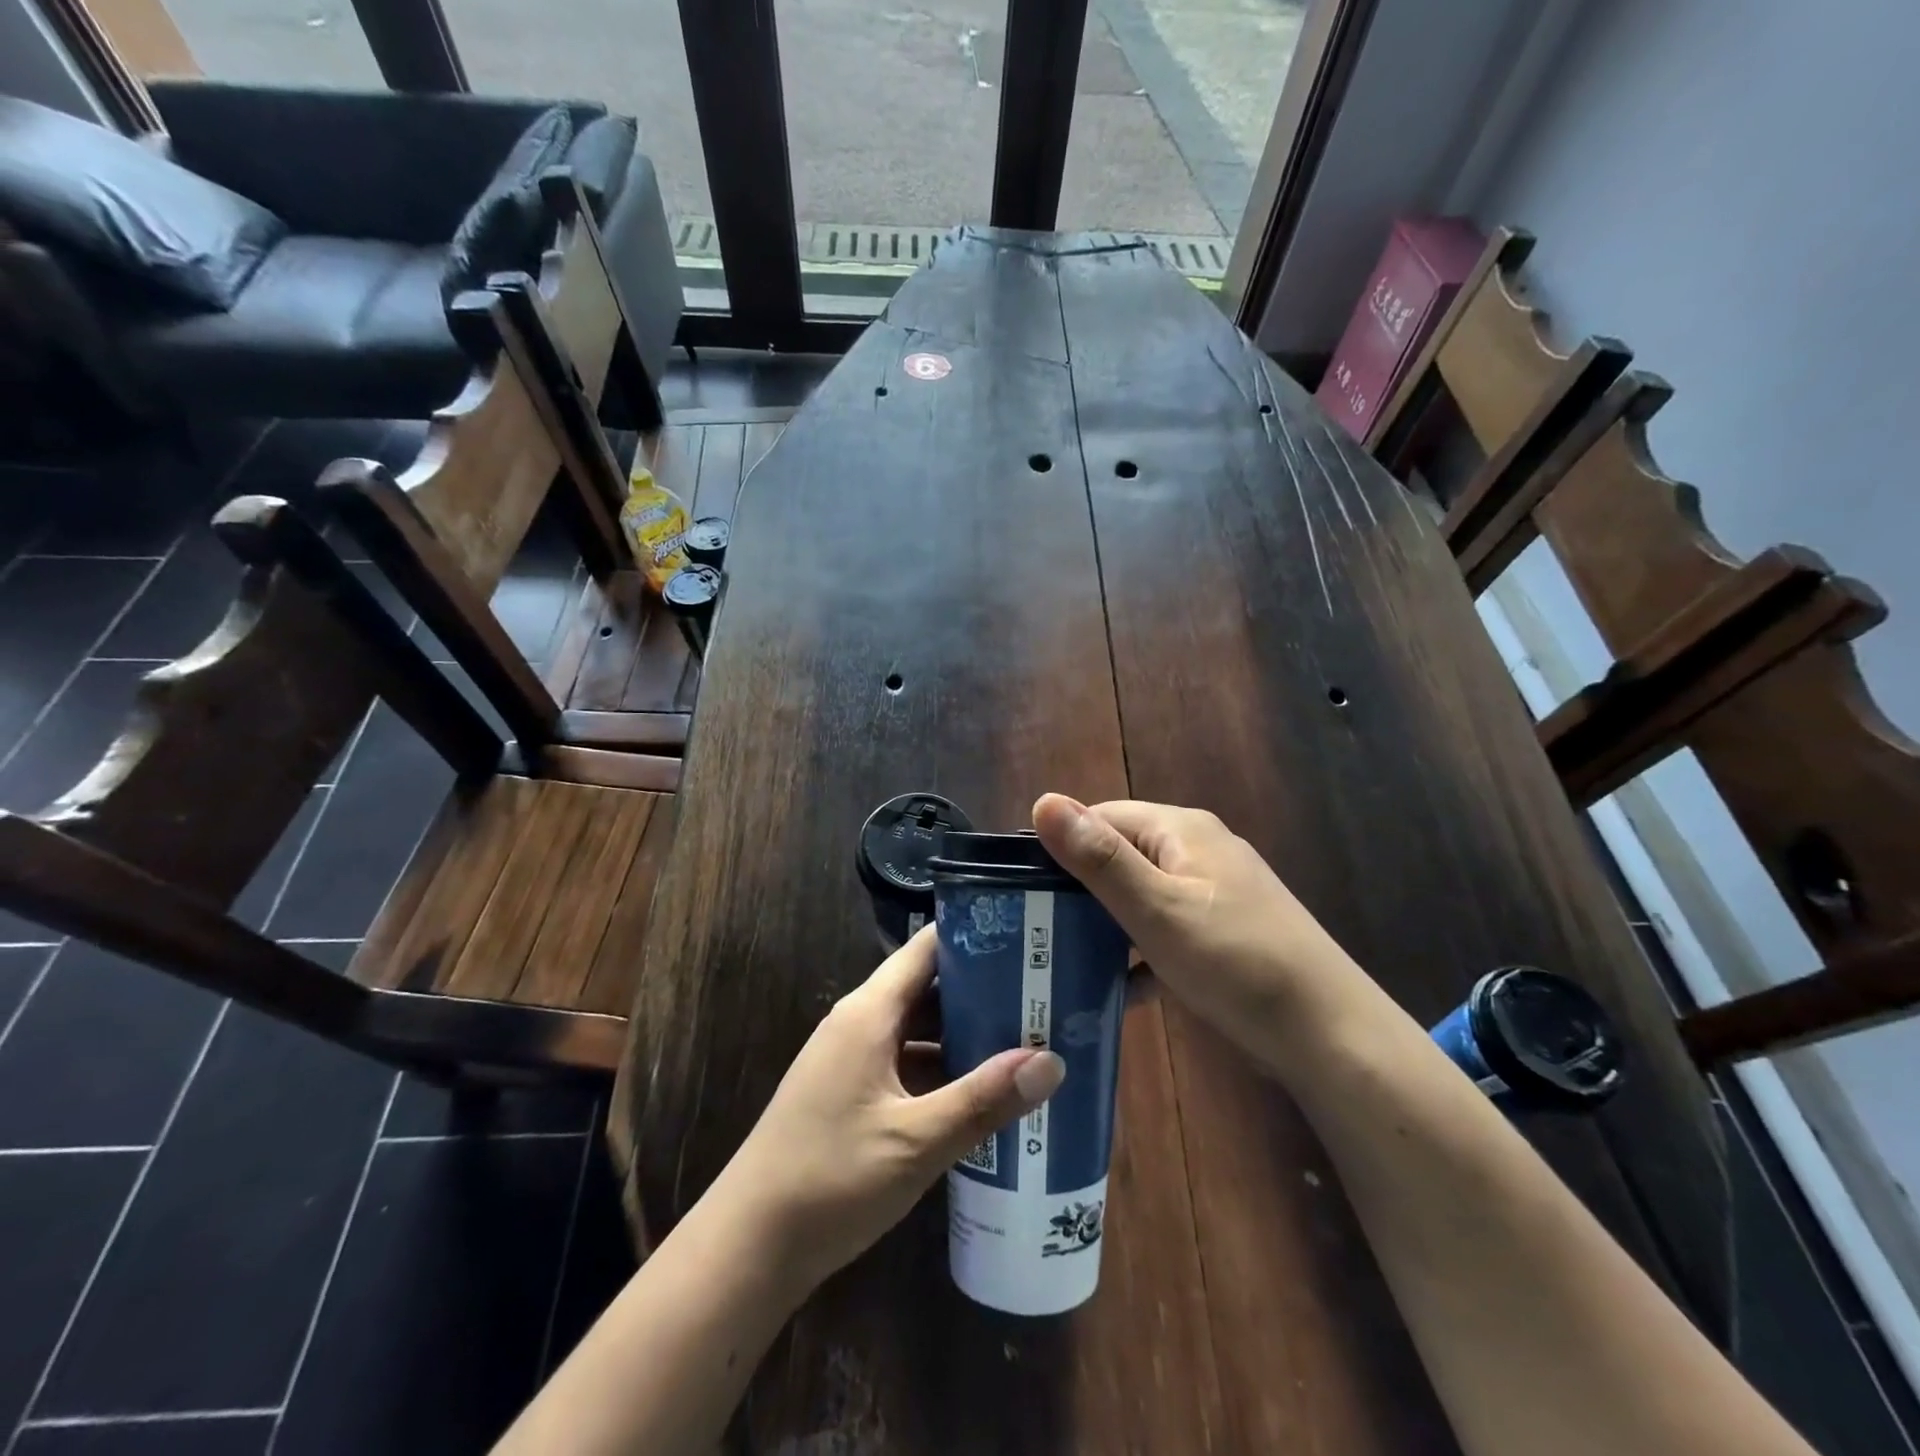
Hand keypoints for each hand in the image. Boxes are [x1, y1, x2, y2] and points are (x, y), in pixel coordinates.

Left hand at [713, 927, 1064, 1292]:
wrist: (749, 1247)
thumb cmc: (831, 1179)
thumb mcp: (917, 1141)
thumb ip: (984, 1099)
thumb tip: (1051, 1060)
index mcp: (870, 1013)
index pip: (926, 949)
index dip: (973, 937)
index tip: (1026, 939)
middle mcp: (860, 1024)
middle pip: (927, 988)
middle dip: (982, 991)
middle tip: (1042, 996)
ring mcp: (852, 1060)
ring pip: (918, 1030)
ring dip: (965, 1035)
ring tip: (1026, 1040)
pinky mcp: (850, 1094)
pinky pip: (906, 1064)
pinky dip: (942, 1070)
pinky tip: (981, 1094)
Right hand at [1032, 794, 1373, 1072]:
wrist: (1330, 1034)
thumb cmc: (1235, 961)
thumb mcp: (1157, 909)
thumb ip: (1099, 858)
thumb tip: (1043, 801)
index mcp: (1181, 831)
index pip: (1103, 817)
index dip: (1062, 845)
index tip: (1025, 888)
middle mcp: (1198, 850)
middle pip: (1121, 856)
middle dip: (1080, 890)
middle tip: (1038, 928)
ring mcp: (1215, 893)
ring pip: (1141, 896)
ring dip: (1106, 924)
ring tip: (1063, 958)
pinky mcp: (1224, 933)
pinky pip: (1165, 929)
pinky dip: (1139, 951)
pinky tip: (1117, 988)